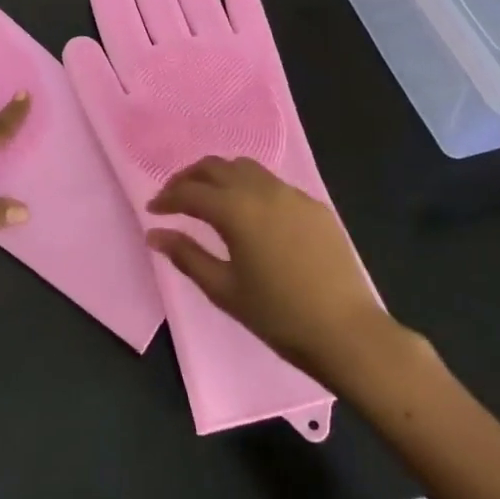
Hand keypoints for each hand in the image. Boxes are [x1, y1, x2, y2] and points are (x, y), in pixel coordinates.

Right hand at [147, 156, 393, 380]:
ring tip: (209, 199)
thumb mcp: (224, 289)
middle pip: (217, 167)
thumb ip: (187, 255)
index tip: (153, 211)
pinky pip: (273, 184)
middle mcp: (263, 191)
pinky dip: (250, 187)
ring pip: (247, 168)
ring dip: (221, 176)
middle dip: (190, 178)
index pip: (191, 192)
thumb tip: (155, 234)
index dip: (167, 198)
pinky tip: (250, 214)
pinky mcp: (315, 207)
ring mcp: (293, 195)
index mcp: (236, 210)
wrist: (346, 332)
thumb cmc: (277, 315)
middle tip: (175, 197)